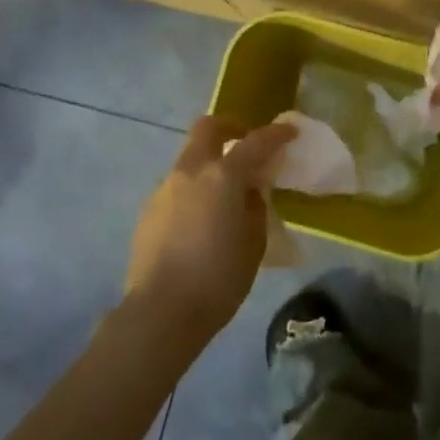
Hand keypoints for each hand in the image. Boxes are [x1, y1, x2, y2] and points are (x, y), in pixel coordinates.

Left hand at [124, 117, 295, 342]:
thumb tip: (248, 192)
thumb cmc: (218, 279)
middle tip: (246, 143)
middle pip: (207, 128)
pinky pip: (177, 186)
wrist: (160, 312)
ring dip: (210, 162)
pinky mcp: (148, 211)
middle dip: (230, 127)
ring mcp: (165, 189)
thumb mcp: (254, 243)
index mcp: (223, 176)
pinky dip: (194, 190)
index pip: (255, 142)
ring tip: (224, 193)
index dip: (276, 134)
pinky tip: (201, 220)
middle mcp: (191, 172)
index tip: (290, 131)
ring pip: (189, 157)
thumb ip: (254, 208)